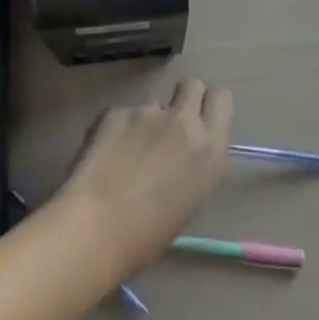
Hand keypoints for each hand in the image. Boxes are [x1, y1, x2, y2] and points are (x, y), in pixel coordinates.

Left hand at [54, 80, 232, 277]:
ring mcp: (148, 111)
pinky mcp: (117, 110)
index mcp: (209, 149)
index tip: (201, 121)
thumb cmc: (148, 235)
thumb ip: (193, 165)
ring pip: (155, 104)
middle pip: (192, 84)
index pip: (221, 98)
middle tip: (171, 127)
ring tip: (128, 156)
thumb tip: (181, 156)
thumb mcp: (190, 201)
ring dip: (148, 122)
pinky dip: (119, 130)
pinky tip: (106, 157)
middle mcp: (183, 122)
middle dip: (185, 99)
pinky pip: (125, 114)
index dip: (210, 105)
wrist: (97, 227)